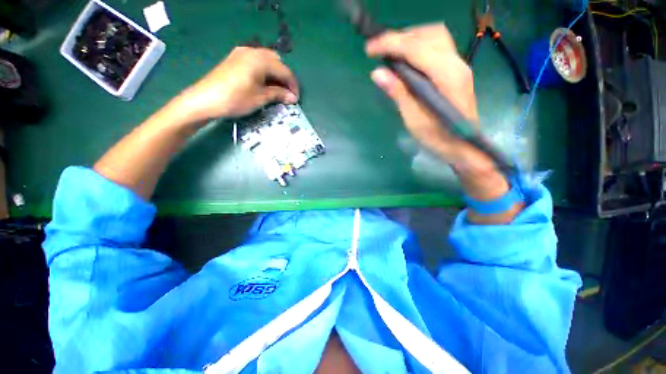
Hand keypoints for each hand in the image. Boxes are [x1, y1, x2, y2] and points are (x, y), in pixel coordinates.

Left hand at [178, 47, 299, 121]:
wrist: (205, 99)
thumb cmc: (236, 99)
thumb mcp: (260, 98)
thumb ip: (278, 94)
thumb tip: (293, 98)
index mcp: (261, 60)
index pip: (284, 71)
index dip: (293, 85)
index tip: (296, 99)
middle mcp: (253, 51)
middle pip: (277, 62)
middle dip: (285, 78)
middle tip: (287, 94)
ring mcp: (242, 53)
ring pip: (267, 61)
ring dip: (275, 74)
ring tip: (277, 90)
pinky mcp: (235, 58)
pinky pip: (256, 62)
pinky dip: (265, 72)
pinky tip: (264, 83)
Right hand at [365, 24, 479, 164]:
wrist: (463, 147)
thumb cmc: (438, 138)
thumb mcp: (414, 119)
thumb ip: (398, 93)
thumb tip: (377, 73)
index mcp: (446, 76)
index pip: (416, 48)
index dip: (391, 43)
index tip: (369, 48)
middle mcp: (456, 64)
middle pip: (429, 34)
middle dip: (401, 37)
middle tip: (381, 51)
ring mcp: (459, 66)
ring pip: (435, 37)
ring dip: (411, 40)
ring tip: (392, 53)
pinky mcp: (456, 71)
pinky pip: (437, 48)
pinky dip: (419, 47)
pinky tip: (407, 61)